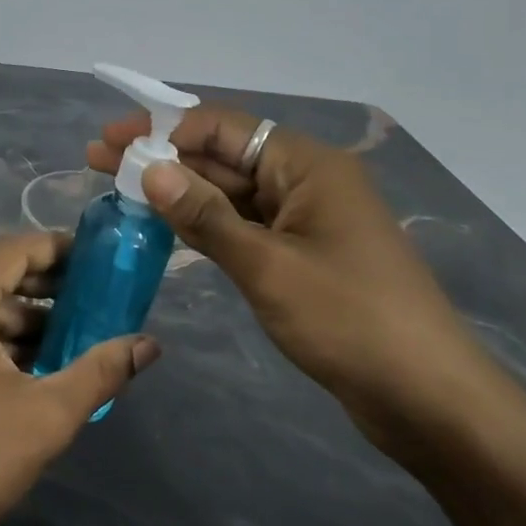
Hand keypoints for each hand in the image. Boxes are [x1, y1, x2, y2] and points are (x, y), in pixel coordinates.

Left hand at [0, 232, 161, 525]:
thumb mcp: (47, 416)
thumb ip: (101, 371)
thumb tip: (149, 344)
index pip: (10, 252)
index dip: (56, 249)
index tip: (95, 260)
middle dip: (45, 289)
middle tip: (93, 300)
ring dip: (20, 319)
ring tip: (70, 339)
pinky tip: (28, 365)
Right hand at [87, 107, 510, 451]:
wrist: (427, 397)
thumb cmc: (349, 321)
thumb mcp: (268, 266)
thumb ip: (205, 217)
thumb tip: (150, 170)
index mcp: (307, 166)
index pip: (223, 127)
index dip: (162, 128)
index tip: (111, 138)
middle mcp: (305, 181)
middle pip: (222, 156)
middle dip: (162, 157)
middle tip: (98, 160)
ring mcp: (304, 220)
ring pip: (230, 192)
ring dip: (178, 190)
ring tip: (119, 188)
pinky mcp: (300, 255)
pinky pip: (243, 225)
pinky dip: (204, 222)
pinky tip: (164, 224)